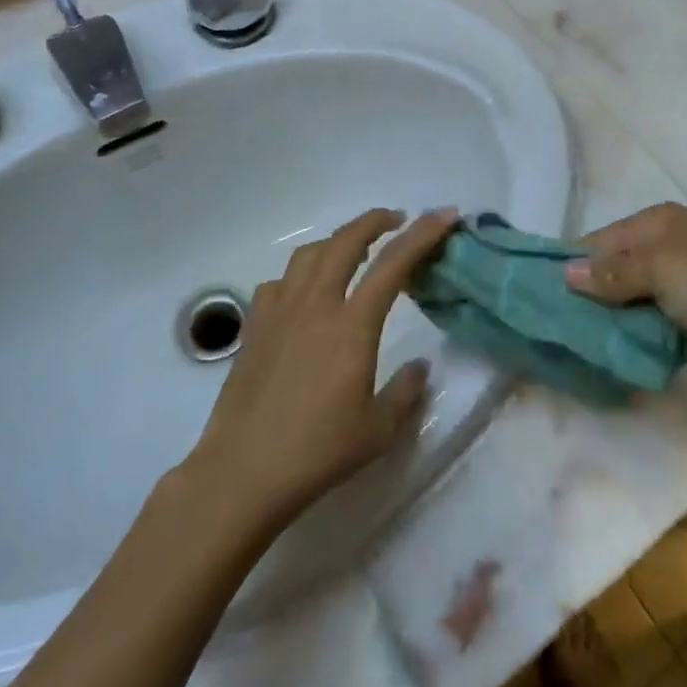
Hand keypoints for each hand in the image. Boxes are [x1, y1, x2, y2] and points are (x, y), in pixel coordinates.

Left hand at [184, 208, 457, 532]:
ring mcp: (280, 311)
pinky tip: (304, 292)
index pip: (393, 265)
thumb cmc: (317, 452)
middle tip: (396, 219)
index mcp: (351, 326)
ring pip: (310, 254)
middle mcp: (316, 305)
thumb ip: (406, 393)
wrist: (243, 472)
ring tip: (353, 248)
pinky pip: (280, 282)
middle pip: (346, 241)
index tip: (443, 215)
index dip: (422, 234)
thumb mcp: (377, 431)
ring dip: (337, 240)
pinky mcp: (255, 326)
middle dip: (374, 221)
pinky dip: (299, 274)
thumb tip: (420, 367)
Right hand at [565, 202, 686, 397]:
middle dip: (585, 296)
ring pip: (627, 304)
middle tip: (548, 325)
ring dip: (606, 323)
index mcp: (657, 224)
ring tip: (568, 346)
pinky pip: (647, 330)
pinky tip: (604, 358)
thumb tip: (565, 274)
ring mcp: (678, 290)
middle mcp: (665, 251)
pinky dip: (630, 342)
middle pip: (611, 273)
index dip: (571, 264)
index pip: (599, 240)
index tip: (536, 292)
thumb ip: (611, 273)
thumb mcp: (660, 268)